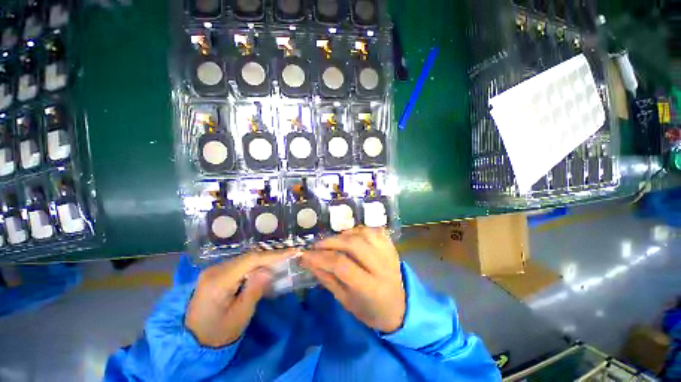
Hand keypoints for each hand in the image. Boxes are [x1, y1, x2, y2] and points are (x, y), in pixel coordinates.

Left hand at [185, 250, 292, 346]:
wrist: (191, 341)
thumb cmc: (218, 333)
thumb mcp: (240, 316)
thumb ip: (255, 290)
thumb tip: (269, 270)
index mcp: (218, 282)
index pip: (250, 260)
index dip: (273, 254)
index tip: (292, 251)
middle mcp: (214, 270)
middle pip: (248, 257)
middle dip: (270, 256)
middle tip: (289, 256)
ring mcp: (213, 270)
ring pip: (244, 259)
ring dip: (263, 260)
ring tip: (280, 261)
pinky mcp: (215, 273)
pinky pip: (239, 264)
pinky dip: (254, 265)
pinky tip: (263, 268)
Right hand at [301, 227, 405, 333]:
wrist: (399, 306)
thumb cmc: (369, 309)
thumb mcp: (345, 301)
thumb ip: (327, 279)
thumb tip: (308, 260)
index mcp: (370, 288)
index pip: (341, 265)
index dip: (320, 257)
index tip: (305, 254)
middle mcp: (382, 267)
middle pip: (353, 244)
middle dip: (330, 242)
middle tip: (317, 245)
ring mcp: (389, 253)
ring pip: (363, 233)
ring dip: (344, 234)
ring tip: (334, 241)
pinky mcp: (391, 246)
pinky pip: (373, 230)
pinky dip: (359, 230)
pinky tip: (351, 236)